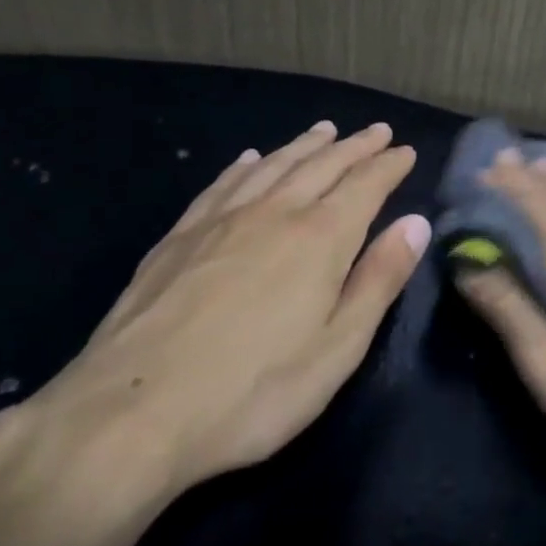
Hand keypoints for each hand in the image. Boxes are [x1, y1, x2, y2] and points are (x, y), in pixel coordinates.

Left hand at [26, 121, 429, 499]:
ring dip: (304, 145)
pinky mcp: (179, 238)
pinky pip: (222, 185)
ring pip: (273, 166)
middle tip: (377, 131)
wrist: (130, 415)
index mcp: (320, 238)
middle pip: (323, 165)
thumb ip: (379, 280)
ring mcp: (221, 221)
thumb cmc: (252, 391)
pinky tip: (250, 159)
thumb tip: (415, 223)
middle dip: (355, 146)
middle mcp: (274, 213)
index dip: (389, 166)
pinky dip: (245, 166)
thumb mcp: (338, 348)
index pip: (365, 185)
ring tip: (324, 131)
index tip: (406, 151)